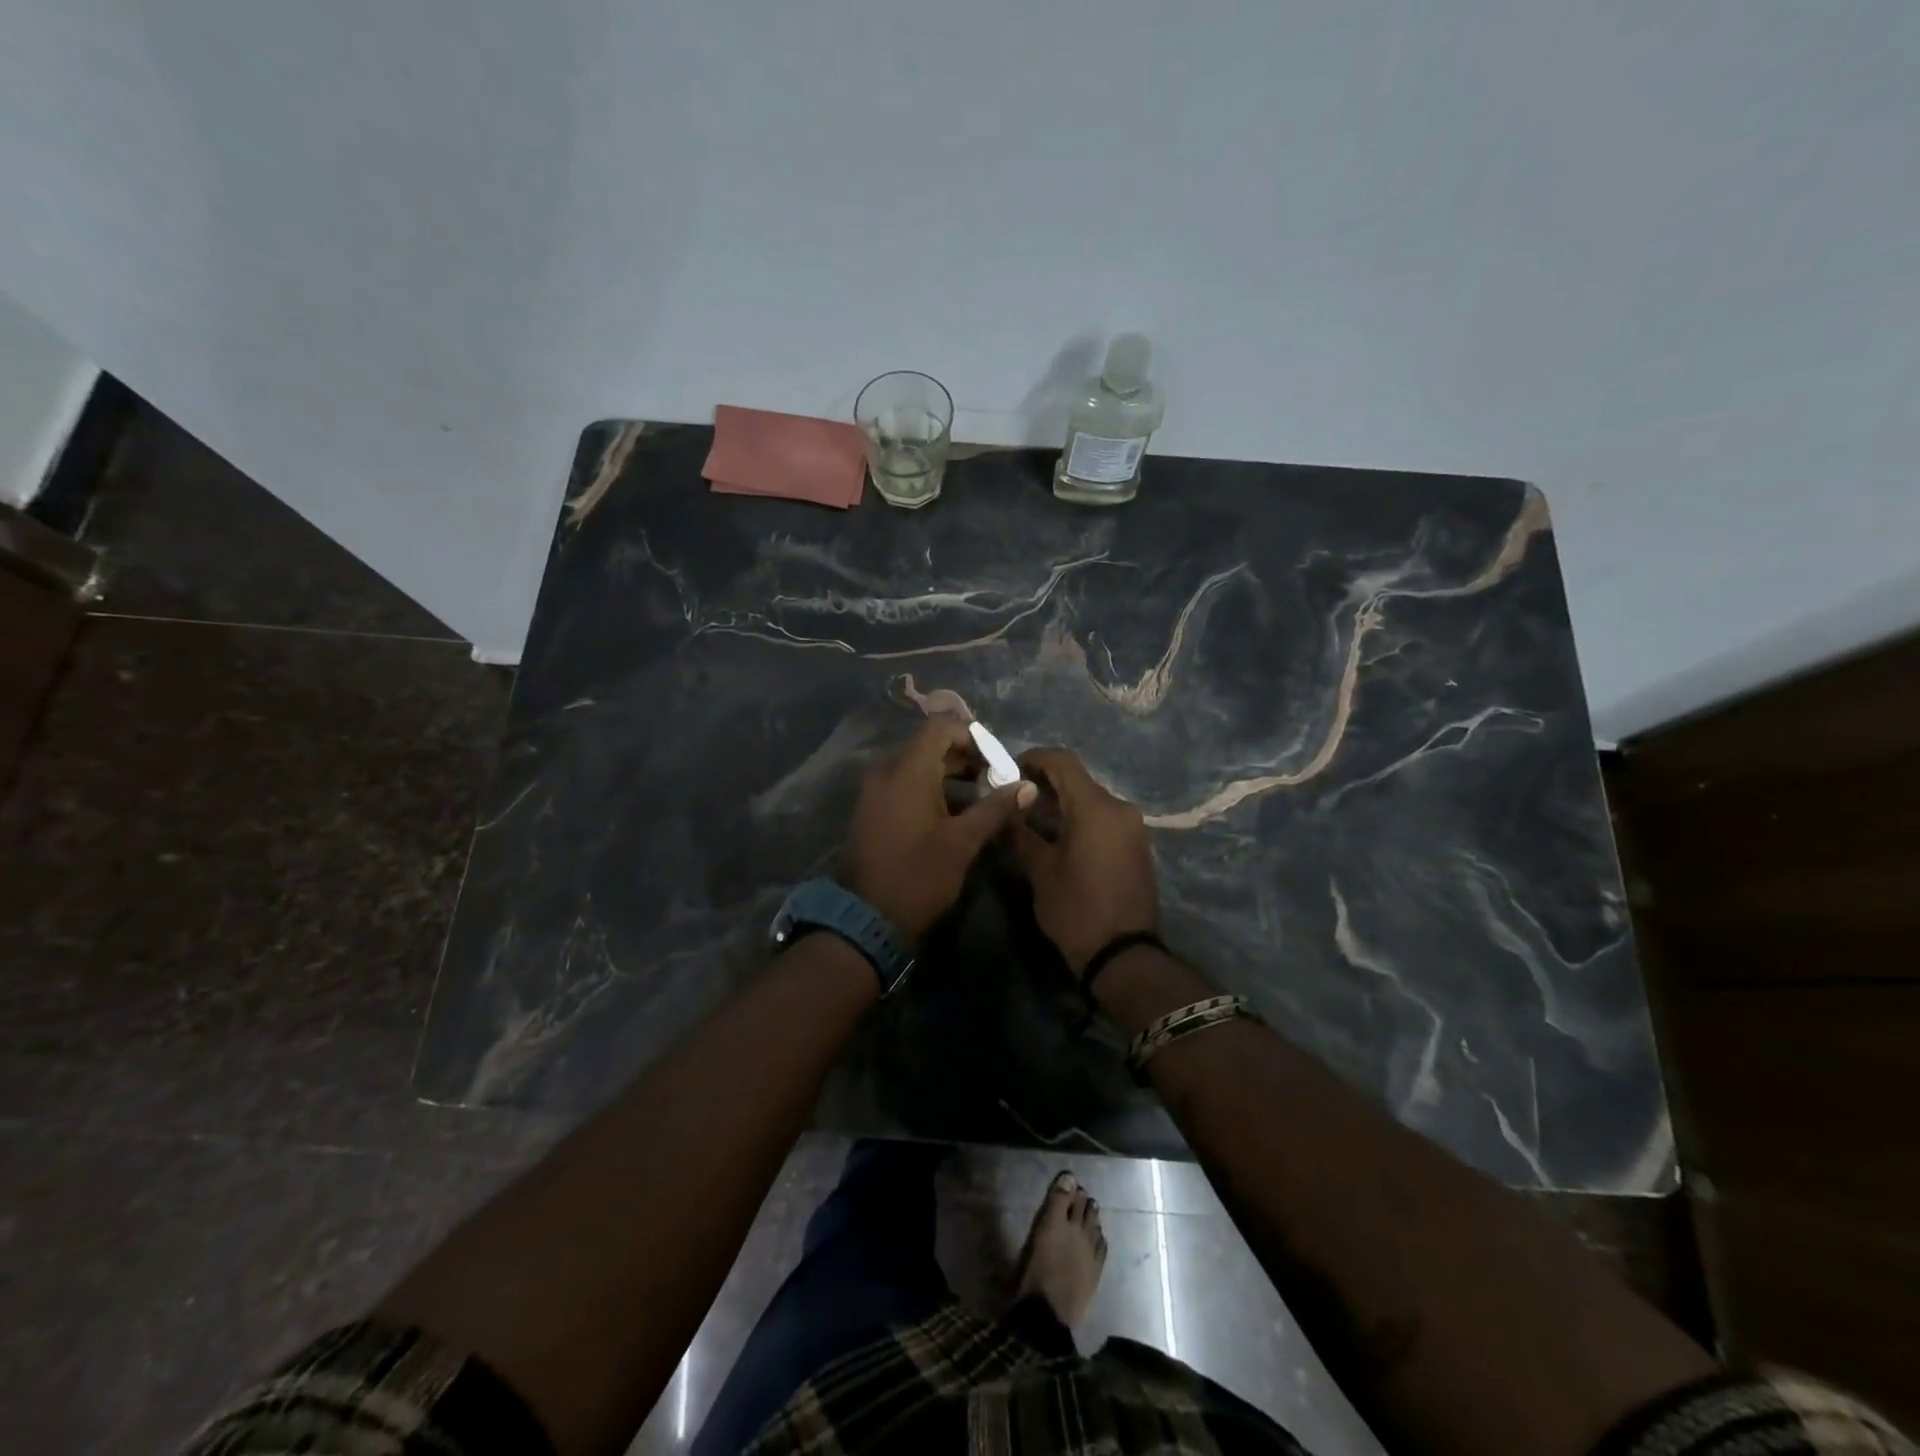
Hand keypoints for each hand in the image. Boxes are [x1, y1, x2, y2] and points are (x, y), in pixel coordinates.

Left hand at [843, 717, 1036, 946]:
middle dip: (966, 757)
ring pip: (918, 765)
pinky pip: (905, 783)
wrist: (867, 919)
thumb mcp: (963, 842)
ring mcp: (876, 790)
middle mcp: (887, 771)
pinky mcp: (873, 809)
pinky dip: (931, 787)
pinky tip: (956, 811)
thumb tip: (1028, 786)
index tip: (999, 760)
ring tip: (983, 796)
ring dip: (951, 773)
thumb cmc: (918, 876)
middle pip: (930, 744)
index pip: (941, 727)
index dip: (974, 736)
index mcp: (907, 770)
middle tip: (998, 779)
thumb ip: (996, 808)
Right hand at [1008, 748, 1160, 976]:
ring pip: (1091, 799)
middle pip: (1078, 779)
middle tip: (1014, 799)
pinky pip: (1103, 817)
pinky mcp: (1136, 844)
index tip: (1008, 771)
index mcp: (1096, 808)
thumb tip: (1005, 809)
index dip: (1033, 758)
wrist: (1125, 955)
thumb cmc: (1077, 910)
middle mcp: (1119, 808)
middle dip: (1044, 783)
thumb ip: (1020, 833)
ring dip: (1061, 802)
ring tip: (1031, 821)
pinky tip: (1057, 837)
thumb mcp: (1040, 872)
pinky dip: (1079, 817)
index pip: (1063, 761)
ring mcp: (1132, 826)